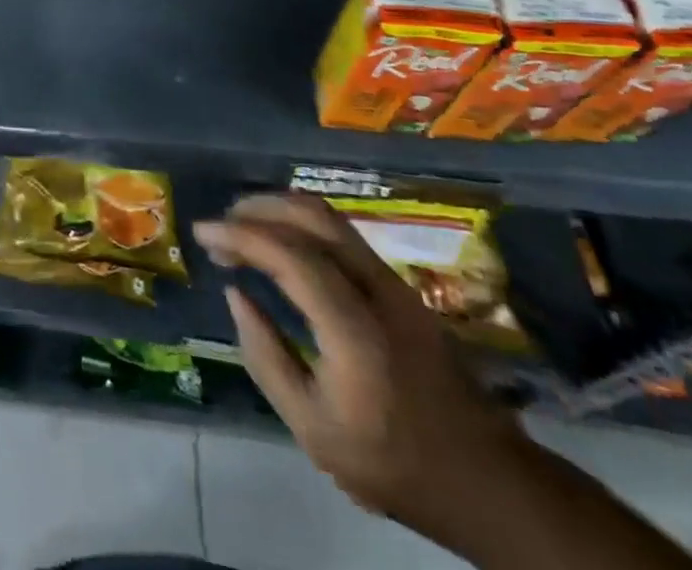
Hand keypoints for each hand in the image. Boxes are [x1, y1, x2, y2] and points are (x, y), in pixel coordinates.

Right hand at [194, 195, 531, 541]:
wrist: (489, 483)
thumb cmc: (393, 464)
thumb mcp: (313, 430)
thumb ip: (266, 357)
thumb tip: (235, 294)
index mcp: (355, 330)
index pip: (290, 255)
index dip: (240, 235)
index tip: (202, 232)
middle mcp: (378, 291)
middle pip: (313, 217)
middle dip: (259, 208)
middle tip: (221, 224)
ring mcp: (396, 285)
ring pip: (330, 219)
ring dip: (280, 212)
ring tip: (243, 228)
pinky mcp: (402, 288)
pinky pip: (342, 236)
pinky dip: (302, 227)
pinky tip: (281, 245)